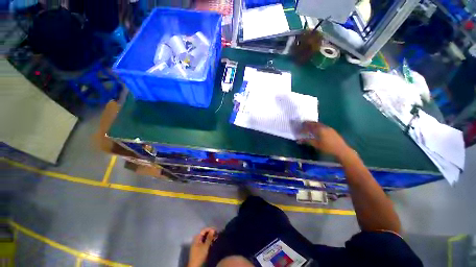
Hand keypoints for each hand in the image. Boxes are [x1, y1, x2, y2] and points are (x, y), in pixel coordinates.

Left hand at [188, 227, 216, 266]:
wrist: (195, 266)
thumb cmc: (199, 255)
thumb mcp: (205, 246)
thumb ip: (209, 238)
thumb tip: (213, 230)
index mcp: (197, 237)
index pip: (204, 230)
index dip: (210, 229)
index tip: (216, 230)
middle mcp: (196, 239)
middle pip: (204, 234)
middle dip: (210, 233)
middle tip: (217, 234)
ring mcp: (197, 244)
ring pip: (204, 238)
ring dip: (210, 237)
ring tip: (216, 238)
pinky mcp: (198, 248)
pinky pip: (204, 242)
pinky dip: (208, 241)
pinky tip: (212, 242)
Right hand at [298, 122, 349, 157]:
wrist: (342, 150)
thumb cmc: (327, 148)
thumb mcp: (316, 145)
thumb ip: (307, 141)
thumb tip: (298, 141)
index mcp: (319, 130)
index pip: (309, 126)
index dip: (303, 127)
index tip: (299, 127)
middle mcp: (323, 127)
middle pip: (314, 123)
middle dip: (308, 123)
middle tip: (303, 124)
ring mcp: (328, 128)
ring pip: (318, 124)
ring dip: (313, 124)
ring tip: (309, 126)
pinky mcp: (332, 130)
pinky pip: (322, 126)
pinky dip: (317, 126)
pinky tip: (317, 130)